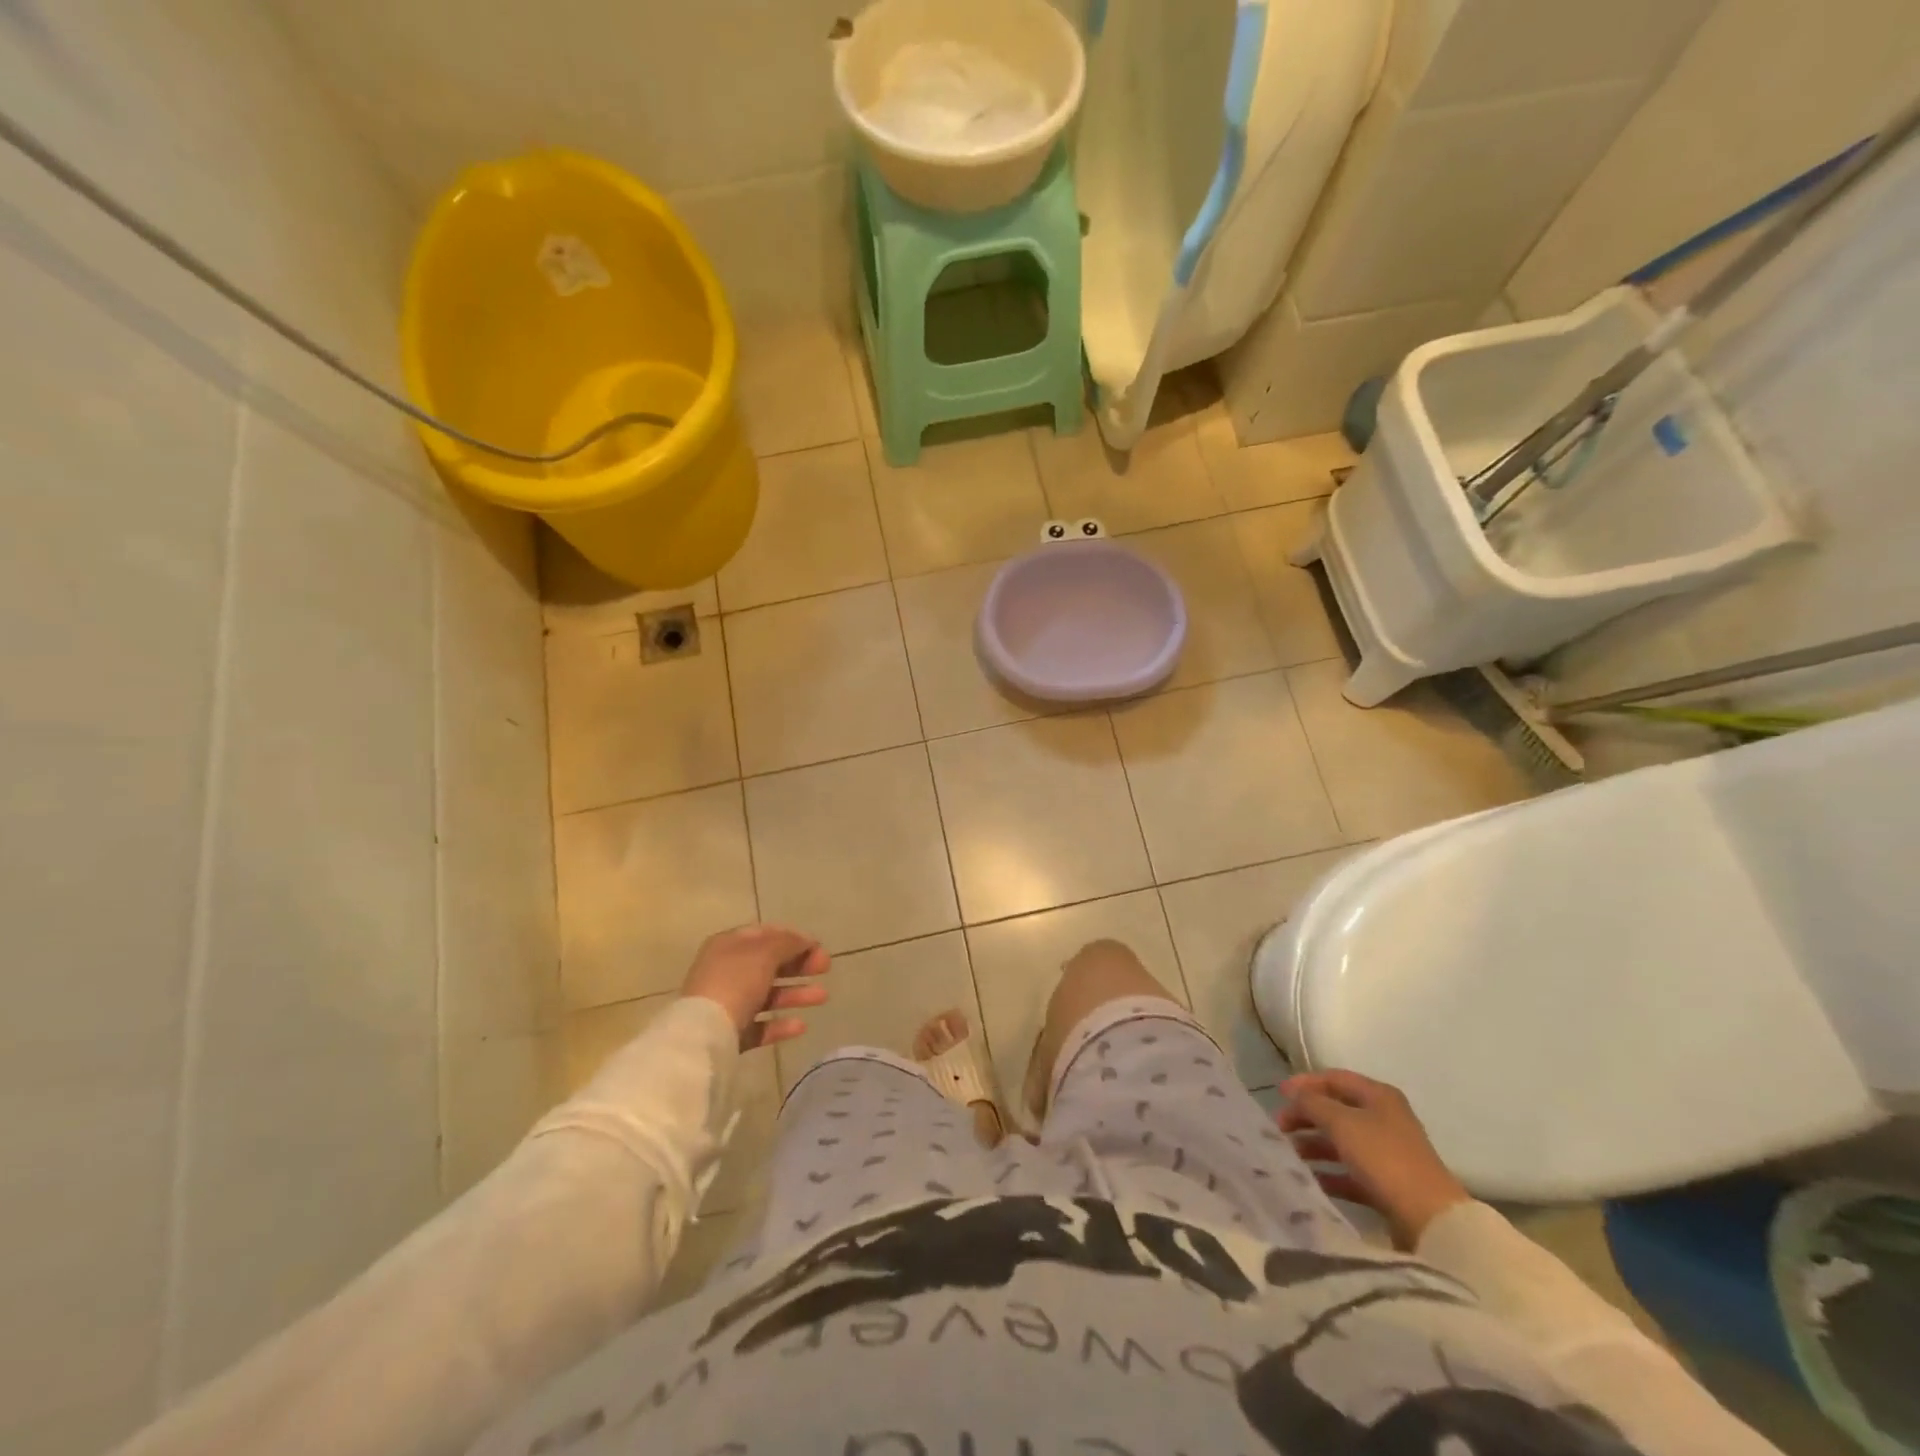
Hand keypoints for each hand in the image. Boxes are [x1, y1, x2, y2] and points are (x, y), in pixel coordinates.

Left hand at [681, 925, 829, 1051]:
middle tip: (825, 967)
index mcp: (728, 945)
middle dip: (798, 965)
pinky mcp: (730, 1034)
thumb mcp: (764, 953)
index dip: (791, 937)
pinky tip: (801, 1026)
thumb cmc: (735, 982)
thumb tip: (804, 940)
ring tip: (823, 997)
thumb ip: (787, 943)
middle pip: (768, 964)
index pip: (764, 934)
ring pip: (767, 995)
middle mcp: (725, 971)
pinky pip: (760, 1025)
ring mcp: (727, 1004)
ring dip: (796, 994)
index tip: (816, 946)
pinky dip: (780, 1024)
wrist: (704, 1034)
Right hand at [1278, 1069, 1470, 1250]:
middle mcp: (1385, 1119)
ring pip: (1342, 1141)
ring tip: (1289, 1154)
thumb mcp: (1342, 1123)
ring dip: (1314, 1145)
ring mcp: (1388, 1153)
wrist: (1430, 1219)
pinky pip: (1351, 1172)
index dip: (1305, 1083)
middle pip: (1336, 1110)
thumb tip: (1295, 1095)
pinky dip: (1330, 1172)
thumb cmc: (1384, 1158)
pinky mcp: (1388, 1184)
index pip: (1335, 1078)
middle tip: (1279, 1127)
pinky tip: (1310, 1179)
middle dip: (1306, 1116)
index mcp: (1379, 1096)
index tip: (1278, 1094)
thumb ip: (1313, 1104)